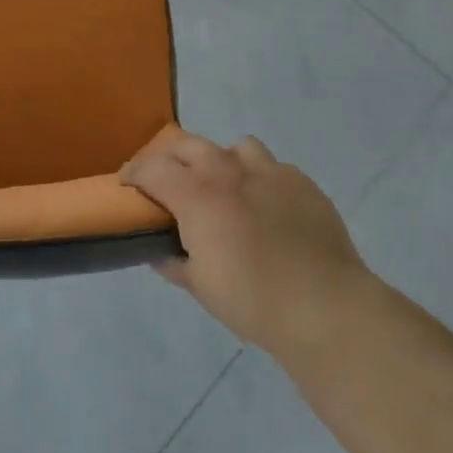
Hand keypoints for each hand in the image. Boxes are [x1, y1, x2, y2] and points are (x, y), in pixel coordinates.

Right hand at [121, 130, 370, 359]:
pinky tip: (267, 208)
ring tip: (225, 188)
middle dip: (171, 158)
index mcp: (197, 195)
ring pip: (236, 148)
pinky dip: (261, 180)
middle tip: (168, 180)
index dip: (134, 172)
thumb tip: (159, 254)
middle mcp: (229, 171)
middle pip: (189, 145)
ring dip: (222, 161)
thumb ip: (175, 263)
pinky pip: (274, 168)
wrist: (325, 306)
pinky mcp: (302, 183)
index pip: (152, 168)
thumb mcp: (201, 287)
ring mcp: (269, 172)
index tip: (127, 182)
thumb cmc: (253, 300)